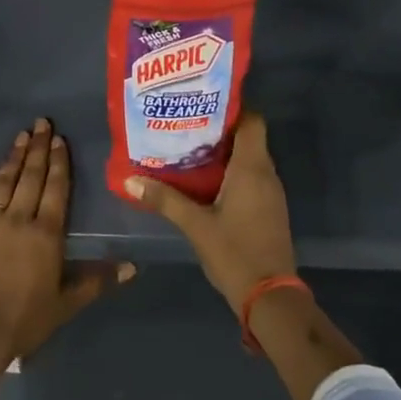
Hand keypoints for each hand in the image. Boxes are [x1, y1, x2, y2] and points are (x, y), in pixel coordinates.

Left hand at [0, 117, 132, 361]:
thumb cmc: (24, 321)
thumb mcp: (66, 304)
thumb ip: (97, 280)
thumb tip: (133, 266)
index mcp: (46, 234)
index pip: (56, 189)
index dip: (59, 162)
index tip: (59, 138)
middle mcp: (17, 219)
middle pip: (30, 177)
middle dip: (38, 148)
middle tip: (41, 122)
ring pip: (2, 183)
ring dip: (13, 158)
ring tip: (20, 135)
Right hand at [126, 112, 294, 313]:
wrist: (270, 296)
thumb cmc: (235, 252)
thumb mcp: (195, 225)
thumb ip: (165, 200)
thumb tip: (130, 179)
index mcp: (252, 168)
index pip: (252, 120)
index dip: (231, 107)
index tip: (202, 103)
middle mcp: (266, 174)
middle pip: (248, 137)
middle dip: (219, 129)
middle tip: (185, 124)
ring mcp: (271, 193)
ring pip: (249, 159)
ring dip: (224, 152)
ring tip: (189, 148)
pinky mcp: (269, 209)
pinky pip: (251, 178)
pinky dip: (231, 172)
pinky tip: (205, 181)